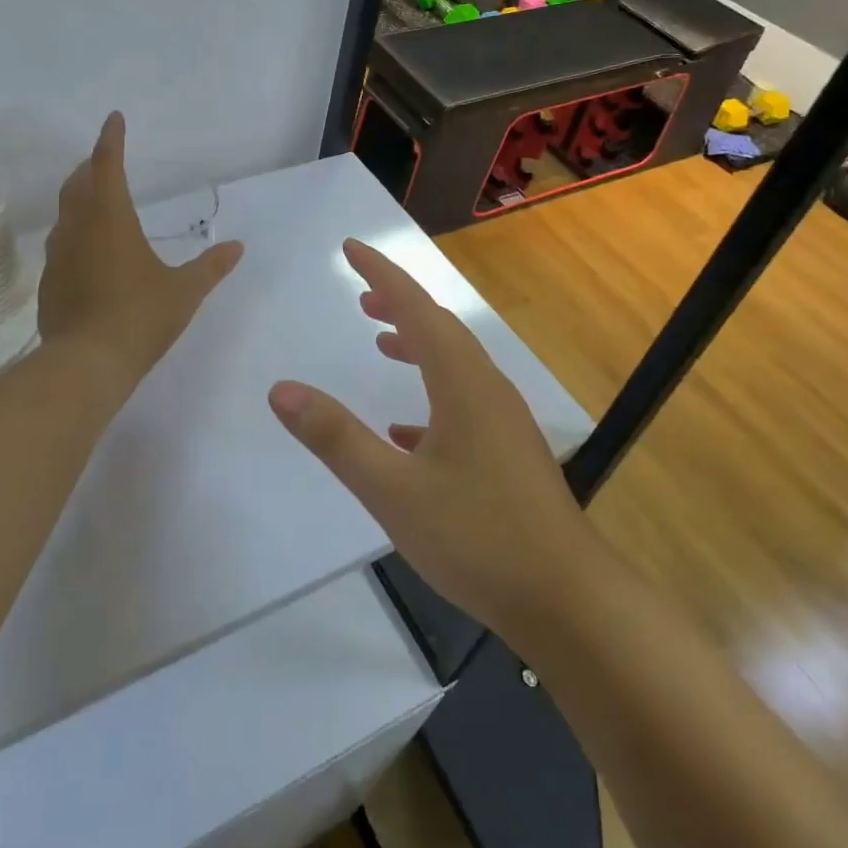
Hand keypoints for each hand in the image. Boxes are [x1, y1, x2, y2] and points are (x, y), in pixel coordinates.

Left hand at [39, 112, 243, 386]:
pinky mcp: (50, 281)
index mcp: (111, 219)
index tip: (114, 119)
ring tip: (95, 198)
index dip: (110, 140)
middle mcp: (79, 228)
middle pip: (79, 184)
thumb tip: (237, 247)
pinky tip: (87, 250)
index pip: (107, 165)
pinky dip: (75, 232)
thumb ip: (211, 267)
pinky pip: (62, 243)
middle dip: (92, 166)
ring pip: (66, 212)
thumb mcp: (184, 292)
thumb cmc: (140, 317)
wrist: (86, 363)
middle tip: (104, 159)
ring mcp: (58, 255)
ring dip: (79, 197)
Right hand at [267, 238, 591, 637]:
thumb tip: (281, 389)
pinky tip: (404, 430)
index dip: (382, 273)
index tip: (350, 248)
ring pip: (453, 364)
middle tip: (359, 296)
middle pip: (439, 328)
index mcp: (462, 383)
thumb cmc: (478, 537)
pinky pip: (462, 402)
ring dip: (415, 345)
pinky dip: (429, 393)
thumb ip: (335, 438)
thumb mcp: (393, 490)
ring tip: (380, 342)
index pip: (416, 308)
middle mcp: (486, 389)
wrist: (566, 599)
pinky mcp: (508, 452)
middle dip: (399, 304)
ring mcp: (502, 422)